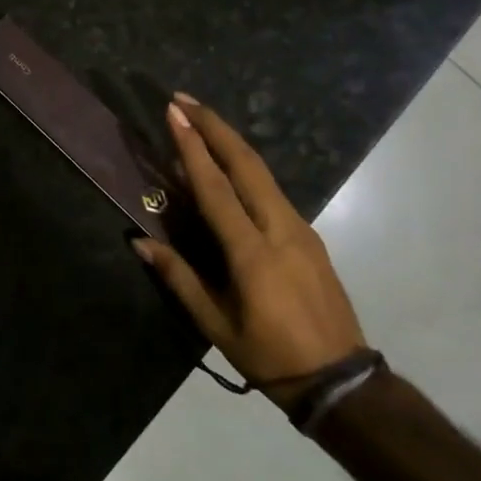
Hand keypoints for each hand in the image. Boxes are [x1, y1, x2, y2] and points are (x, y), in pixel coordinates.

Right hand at [134, 95, 365, 405]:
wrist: (341, 380)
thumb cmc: (270, 355)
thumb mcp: (216, 324)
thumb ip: (179, 278)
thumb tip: (139, 241)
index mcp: (253, 253)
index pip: (216, 188)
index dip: (193, 148)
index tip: (175, 114)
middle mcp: (280, 229)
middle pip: (246, 164)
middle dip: (215, 126)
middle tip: (184, 100)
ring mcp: (300, 229)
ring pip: (263, 172)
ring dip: (230, 141)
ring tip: (201, 121)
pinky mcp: (309, 235)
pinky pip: (272, 189)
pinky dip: (245, 166)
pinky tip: (228, 164)